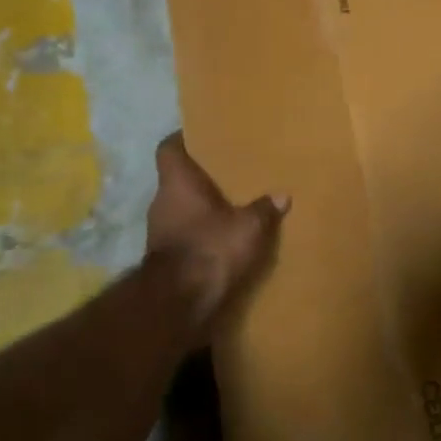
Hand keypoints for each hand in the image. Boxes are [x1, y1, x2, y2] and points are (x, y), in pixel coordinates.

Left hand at [146, 132, 289, 341]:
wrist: (178, 304)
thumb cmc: (210, 249)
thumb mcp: (248, 227)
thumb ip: (264, 209)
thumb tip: (281, 195)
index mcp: (176, 182)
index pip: (167, 148)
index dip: (181, 139)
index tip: (200, 136)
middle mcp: (161, 202)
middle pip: (176, 180)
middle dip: (199, 178)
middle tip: (228, 173)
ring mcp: (159, 232)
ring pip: (180, 209)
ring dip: (200, 209)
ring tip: (230, 207)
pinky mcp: (164, 259)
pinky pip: (183, 236)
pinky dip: (199, 235)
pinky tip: (222, 240)